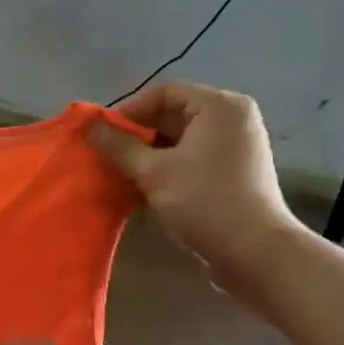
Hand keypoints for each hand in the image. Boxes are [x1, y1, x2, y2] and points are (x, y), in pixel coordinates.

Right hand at [91, 83, 308, 304]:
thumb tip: (89, 127)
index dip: (130, 111)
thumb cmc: (204, 201)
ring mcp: (236, 147)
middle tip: (108, 156)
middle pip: (174, 115)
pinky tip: (144, 189)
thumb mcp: (154, 172)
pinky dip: (168, 169)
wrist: (254, 251)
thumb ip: (119, 147)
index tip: (104, 135)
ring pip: (181, 141)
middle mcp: (232, 119)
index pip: (165, 93)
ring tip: (122, 174)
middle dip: (138, 136)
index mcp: (219, 107)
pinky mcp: (233, 173)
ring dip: (149, 156)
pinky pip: (193, 159)